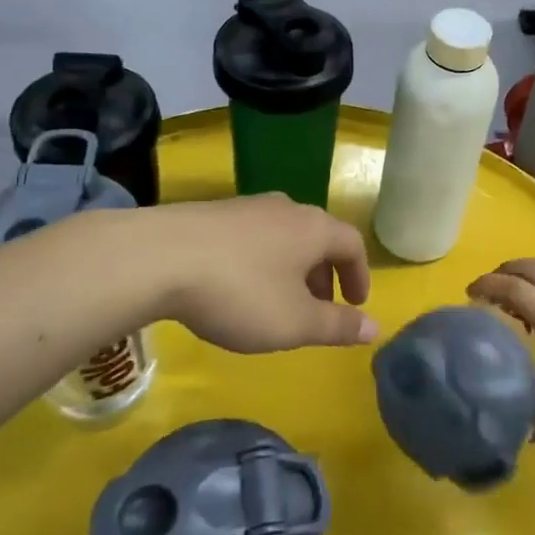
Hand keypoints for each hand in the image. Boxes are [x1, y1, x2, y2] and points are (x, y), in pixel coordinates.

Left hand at [138, 195, 376, 352]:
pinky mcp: (214, 212)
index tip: (355, 304)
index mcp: (314, 229)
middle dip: (324, 274)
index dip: (359, 276)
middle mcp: (287, 208)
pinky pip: (252, 237)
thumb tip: (375, 327)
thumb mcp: (294, 322)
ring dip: (292, 268)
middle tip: (318, 309)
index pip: (352, 245)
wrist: (159, 257)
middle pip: (318, 238)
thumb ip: (337, 326)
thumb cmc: (240, 292)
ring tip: (277, 301)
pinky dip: (261, 261)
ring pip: (284, 236)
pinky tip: (237, 286)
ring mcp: (248, 206)